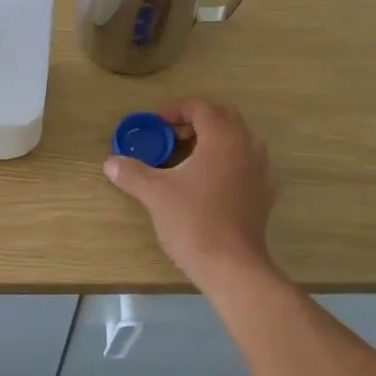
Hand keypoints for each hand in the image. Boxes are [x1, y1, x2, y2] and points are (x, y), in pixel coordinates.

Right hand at [103, 98, 277, 285]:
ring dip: (212, 141)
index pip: (201, 107)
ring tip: (186, 158)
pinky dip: (226, 162)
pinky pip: (245, 164)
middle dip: (196, 121)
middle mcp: (248, 146)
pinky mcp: (264, 194)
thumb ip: (132, 173)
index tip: (155, 124)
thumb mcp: (155, 194)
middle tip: (170, 136)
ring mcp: (261, 171)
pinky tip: (207, 183)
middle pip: (223, 118)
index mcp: (223, 138)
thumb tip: (111, 162)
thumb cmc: (193, 221)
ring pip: (237, 140)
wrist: (232, 267)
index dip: (176, 110)